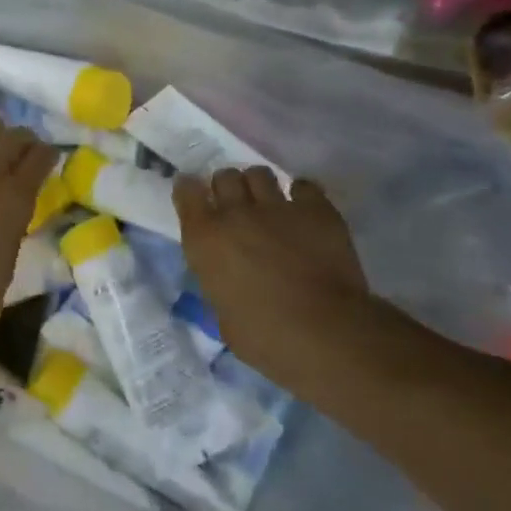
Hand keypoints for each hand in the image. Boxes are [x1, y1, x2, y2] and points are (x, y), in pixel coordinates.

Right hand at [173, 168, 381, 382]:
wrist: (325, 332)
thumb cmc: (264, 336)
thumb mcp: (222, 314)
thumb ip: (219, 284)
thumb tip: (227, 279)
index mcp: (204, 238)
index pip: (186, 192)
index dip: (190, 192)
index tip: (196, 199)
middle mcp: (235, 213)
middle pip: (224, 176)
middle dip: (228, 188)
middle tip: (237, 208)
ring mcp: (277, 207)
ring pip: (260, 174)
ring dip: (260, 187)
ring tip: (269, 204)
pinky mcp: (316, 210)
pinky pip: (304, 186)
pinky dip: (301, 195)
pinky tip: (304, 211)